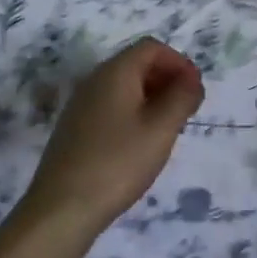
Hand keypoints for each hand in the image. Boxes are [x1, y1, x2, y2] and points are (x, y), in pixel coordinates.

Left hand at [19, 39, 204, 242]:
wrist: (61, 209)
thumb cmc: (117, 163)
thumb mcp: (161, 129)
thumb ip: (182, 97)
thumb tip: (192, 79)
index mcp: (115, 72)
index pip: (151, 47)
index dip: (178, 62)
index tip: (195, 89)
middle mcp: (94, 80)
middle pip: (136, 64)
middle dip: (166, 79)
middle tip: (187, 109)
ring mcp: (80, 105)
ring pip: (123, 87)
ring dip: (151, 98)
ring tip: (168, 128)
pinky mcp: (74, 129)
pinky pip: (110, 107)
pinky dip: (133, 113)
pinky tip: (140, 144)